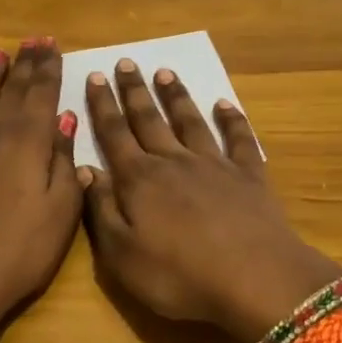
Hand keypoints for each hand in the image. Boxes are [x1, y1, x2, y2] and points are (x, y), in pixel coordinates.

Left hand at [0, 39, 82, 341]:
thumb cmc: (19, 252)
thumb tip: (64, 121)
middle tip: (32, 39)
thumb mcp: (61, 211)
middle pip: (12, 89)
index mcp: (29, 140)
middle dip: (24, 63)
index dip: (49, 67)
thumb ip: (64, 162)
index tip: (52, 45)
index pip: (42, 93)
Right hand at [80, 59, 341, 342]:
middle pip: (150, 120)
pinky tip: (225, 105)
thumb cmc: (179, 276)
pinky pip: (239, 139)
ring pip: (190, 122)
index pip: (114, 135)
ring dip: (177, 97)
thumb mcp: (122, 255)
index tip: (95, 76)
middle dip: (135, 91)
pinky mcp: (250, 176)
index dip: (103, 106)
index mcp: (139, 180)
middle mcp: (174, 162)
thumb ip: (101, 210)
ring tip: (165, 73)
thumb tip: (86, 169)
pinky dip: (232, 119)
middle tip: (126, 63)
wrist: (255, 279)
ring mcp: (215, 165)